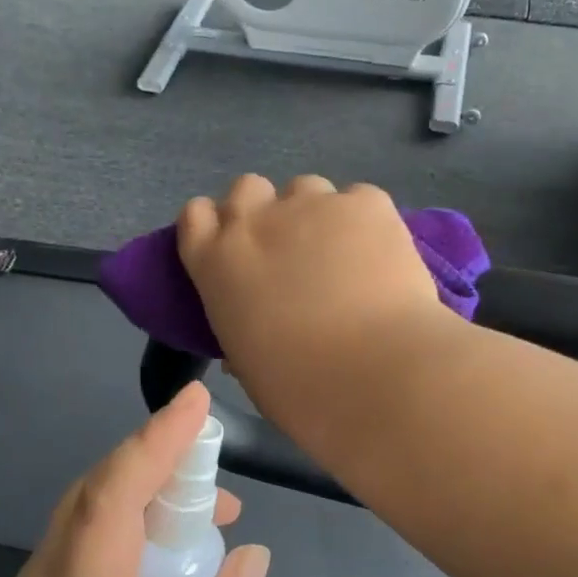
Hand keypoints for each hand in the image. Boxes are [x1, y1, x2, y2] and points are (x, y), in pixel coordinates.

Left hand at [0, 383, 268, 576]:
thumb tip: (250, 556)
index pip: (117, 490)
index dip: (159, 438)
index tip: (198, 400)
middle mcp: (49, 572)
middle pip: (103, 487)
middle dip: (163, 461)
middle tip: (223, 485)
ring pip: (93, 508)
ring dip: (151, 494)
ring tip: (209, 521)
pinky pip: (88, 536)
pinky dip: (132, 524)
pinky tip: (166, 562)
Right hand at [178, 174, 444, 416]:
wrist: (377, 374)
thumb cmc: (300, 388)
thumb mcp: (249, 363)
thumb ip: (243, 329)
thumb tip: (255, 328)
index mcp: (217, 261)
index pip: (196, 215)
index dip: (216, 227)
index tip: (234, 249)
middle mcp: (258, 219)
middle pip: (247, 188)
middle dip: (264, 211)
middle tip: (289, 251)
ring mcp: (314, 204)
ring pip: (306, 188)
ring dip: (315, 214)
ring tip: (342, 255)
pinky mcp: (367, 203)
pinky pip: (359, 199)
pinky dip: (365, 222)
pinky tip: (381, 256)